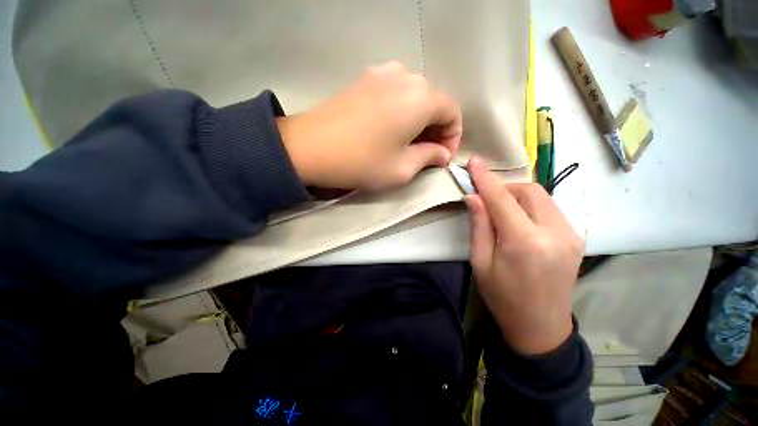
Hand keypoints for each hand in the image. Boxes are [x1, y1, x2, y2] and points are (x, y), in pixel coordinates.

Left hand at [276, 61, 461, 190]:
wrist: (309, 147)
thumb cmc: (362, 161)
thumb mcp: (402, 169)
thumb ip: (429, 157)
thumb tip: (442, 154)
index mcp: (421, 97)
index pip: (453, 112)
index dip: (453, 137)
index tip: (441, 158)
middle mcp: (405, 76)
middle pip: (434, 103)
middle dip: (435, 130)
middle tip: (425, 154)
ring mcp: (382, 73)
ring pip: (414, 97)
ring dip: (418, 121)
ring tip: (407, 144)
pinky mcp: (364, 79)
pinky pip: (394, 94)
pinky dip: (401, 112)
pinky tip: (389, 130)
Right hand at [465, 156, 583, 354]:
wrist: (541, 326)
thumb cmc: (503, 297)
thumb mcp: (480, 262)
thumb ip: (479, 226)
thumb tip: (473, 196)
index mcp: (525, 243)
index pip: (502, 199)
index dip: (486, 178)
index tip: (474, 162)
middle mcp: (555, 233)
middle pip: (529, 191)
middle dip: (505, 188)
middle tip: (486, 199)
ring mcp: (571, 234)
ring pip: (542, 196)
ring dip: (517, 196)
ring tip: (501, 211)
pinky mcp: (576, 237)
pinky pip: (550, 208)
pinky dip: (530, 206)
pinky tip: (519, 221)